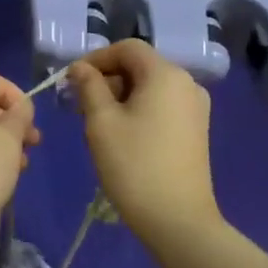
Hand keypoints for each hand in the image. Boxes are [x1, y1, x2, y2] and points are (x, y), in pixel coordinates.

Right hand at [68, 41, 220, 244]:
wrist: (177, 219)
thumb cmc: (134, 165)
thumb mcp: (101, 122)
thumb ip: (89, 86)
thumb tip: (81, 68)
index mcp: (166, 74)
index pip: (127, 48)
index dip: (96, 57)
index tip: (72, 80)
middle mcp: (187, 83)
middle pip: (140, 66)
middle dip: (107, 79)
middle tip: (79, 105)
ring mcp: (195, 107)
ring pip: (150, 87)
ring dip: (120, 96)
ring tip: (96, 123)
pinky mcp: (196, 129)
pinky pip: (162, 106)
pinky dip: (138, 110)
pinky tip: (121, 135)